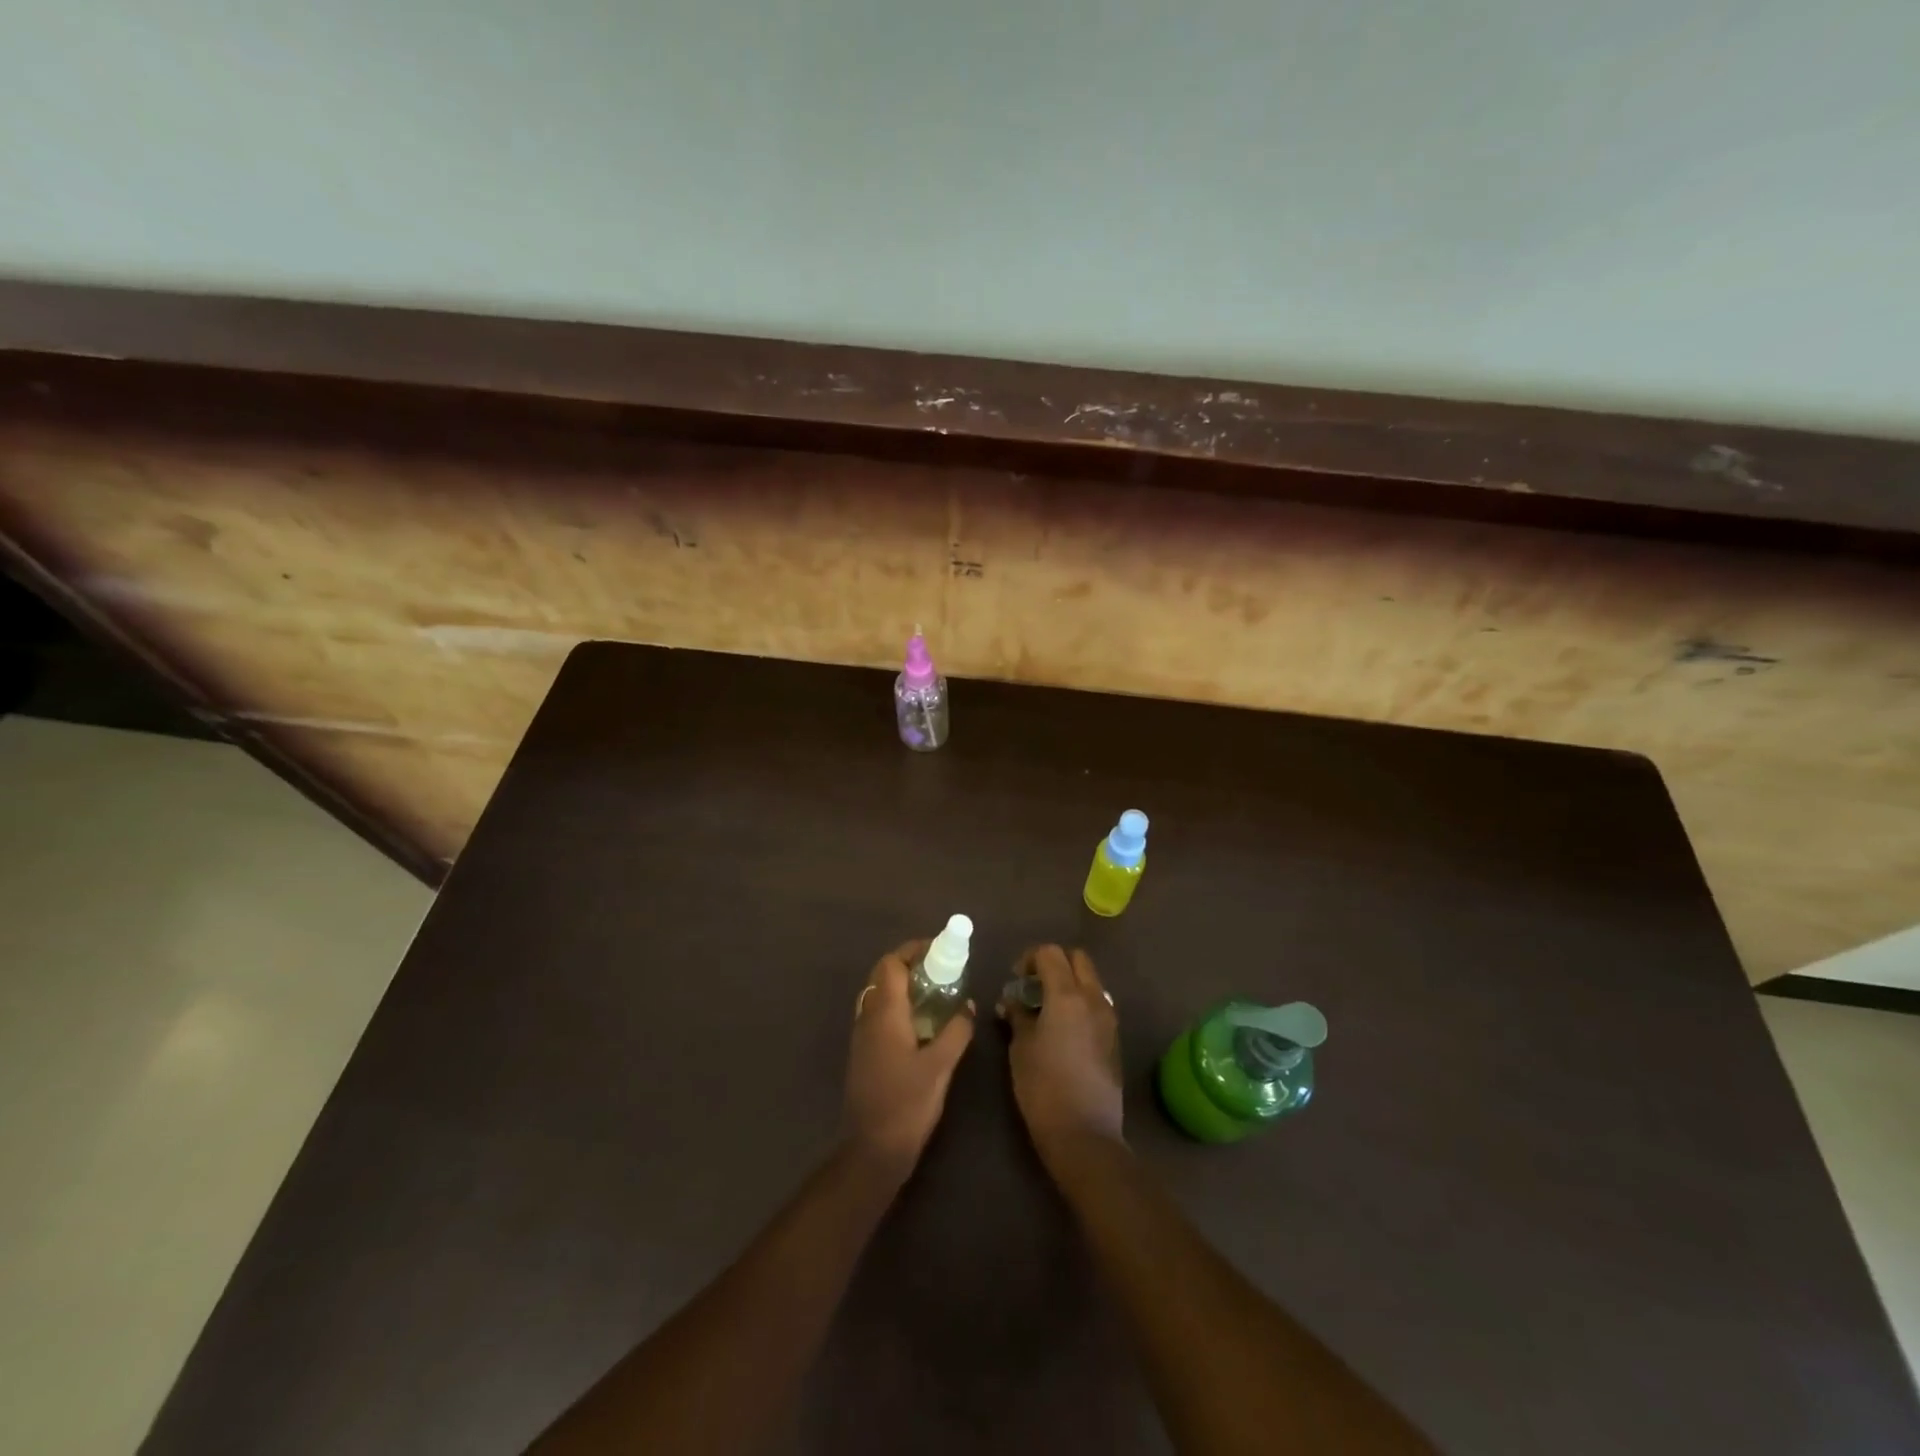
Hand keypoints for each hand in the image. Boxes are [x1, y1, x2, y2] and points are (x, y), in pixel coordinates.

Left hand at [843, 939, 974, 1176]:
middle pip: (883, 975)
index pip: (891, 963)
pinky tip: (922, 1023)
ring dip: (904, 985)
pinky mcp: (864, 1053)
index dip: (913, 950)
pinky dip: (899, 1006)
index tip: (940, 950)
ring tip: (936, 992)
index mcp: (884, 1012)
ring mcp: (862, 1036)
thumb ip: (956, 1031)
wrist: (872, 1150)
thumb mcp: (940, 1066)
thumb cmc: (907, 1104)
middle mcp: (868, 1016)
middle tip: (941, 970)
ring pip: (880, 994)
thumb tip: (967, 1006)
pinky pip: (879, 1014)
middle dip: (910, 964)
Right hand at [998, 945, 1123, 1166]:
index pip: (1050, 952)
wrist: (1085, 1134)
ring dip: (1069, 982)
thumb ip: (1017, 1014)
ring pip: (1090, 980)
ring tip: (1046, 1008)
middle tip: (1032, 986)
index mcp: (1067, 994)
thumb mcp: (1020, 1047)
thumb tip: (1012, 1001)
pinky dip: (1079, 1002)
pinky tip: (1062, 1029)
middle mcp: (1094, 998)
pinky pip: (1097, 1003)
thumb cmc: (1043, 1087)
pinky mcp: (1114, 1037)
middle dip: (1053, 963)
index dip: (1029, 958)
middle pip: (1077, 958)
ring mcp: (1108, 1017)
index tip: (1015, 979)